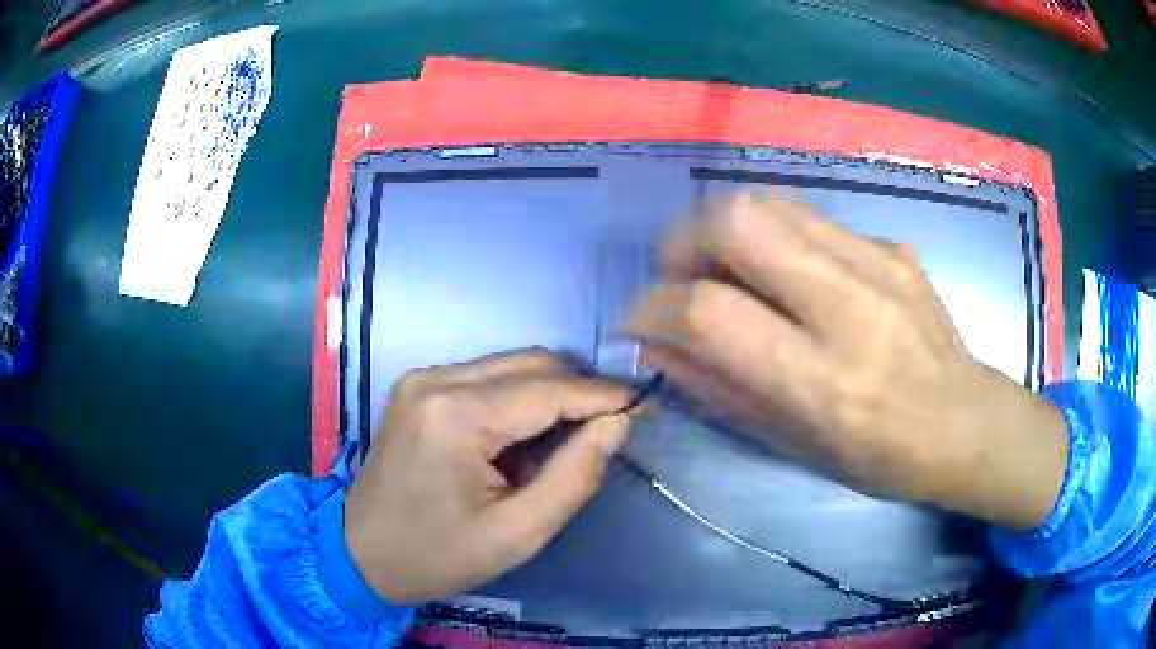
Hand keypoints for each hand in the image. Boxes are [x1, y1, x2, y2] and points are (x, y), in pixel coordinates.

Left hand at [344, 349, 632, 603]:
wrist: (361, 553)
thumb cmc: (438, 554)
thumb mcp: (517, 533)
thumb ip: (575, 476)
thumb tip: (617, 424)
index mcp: (456, 416)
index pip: (549, 389)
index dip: (603, 395)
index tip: (646, 403)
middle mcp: (436, 379)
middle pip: (532, 364)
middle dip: (579, 392)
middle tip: (610, 428)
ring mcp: (423, 378)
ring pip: (512, 366)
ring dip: (550, 396)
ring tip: (567, 441)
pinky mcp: (420, 387)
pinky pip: (487, 378)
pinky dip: (519, 400)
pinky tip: (524, 438)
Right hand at [628, 191, 1067, 530]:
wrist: (967, 423)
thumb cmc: (883, 458)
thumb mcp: (796, 445)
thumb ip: (720, 389)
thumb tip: (657, 345)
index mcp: (824, 380)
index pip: (710, 313)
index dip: (653, 307)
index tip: (638, 318)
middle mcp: (850, 306)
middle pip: (736, 222)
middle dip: (682, 240)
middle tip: (678, 275)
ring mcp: (878, 262)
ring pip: (770, 204)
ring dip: (725, 230)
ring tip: (725, 270)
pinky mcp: (892, 245)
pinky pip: (810, 219)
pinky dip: (774, 237)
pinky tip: (786, 273)